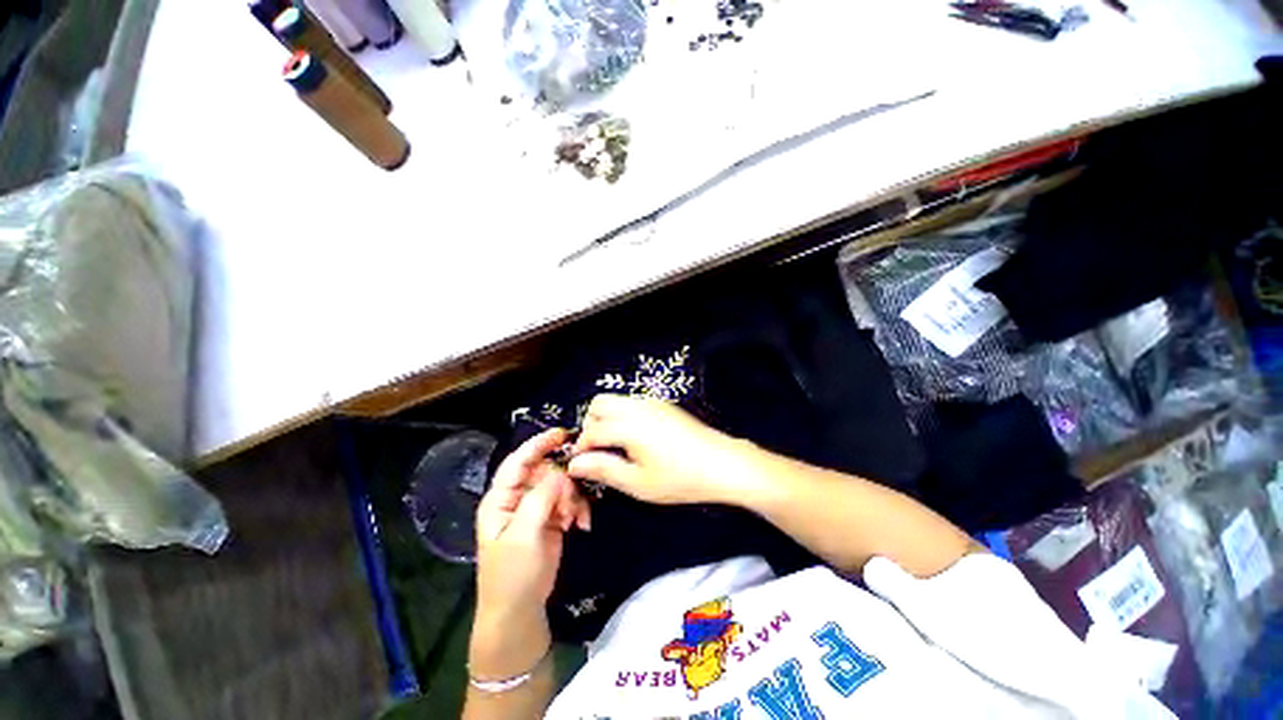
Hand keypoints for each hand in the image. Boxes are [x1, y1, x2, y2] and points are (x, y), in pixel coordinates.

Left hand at [472, 429, 588, 677]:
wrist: (520, 612)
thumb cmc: (512, 574)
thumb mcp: (523, 535)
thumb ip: (541, 499)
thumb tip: (560, 472)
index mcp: (501, 499)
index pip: (519, 462)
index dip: (538, 445)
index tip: (562, 434)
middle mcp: (518, 498)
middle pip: (545, 472)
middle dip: (563, 481)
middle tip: (572, 500)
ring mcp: (537, 509)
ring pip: (561, 486)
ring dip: (573, 498)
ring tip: (575, 518)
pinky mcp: (552, 519)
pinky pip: (569, 501)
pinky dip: (578, 509)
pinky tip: (581, 524)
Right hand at [568, 394, 757, 504]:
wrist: (722, 463)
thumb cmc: (680, 478)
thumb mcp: (638, 483)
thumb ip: (603, 470)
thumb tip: (575, 464)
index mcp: (629, 426)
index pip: (592, 431)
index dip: (582, 448)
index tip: (580, 465)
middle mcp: (638, 407)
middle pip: (599, 403)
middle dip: (591, 424)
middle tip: (598, 450)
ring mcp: (652, 402)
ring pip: (616, 400)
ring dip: (606, 418)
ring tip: (616, 446)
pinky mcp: (663, 404)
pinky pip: (632, 402)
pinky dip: (622, 415)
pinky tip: (635, 438)